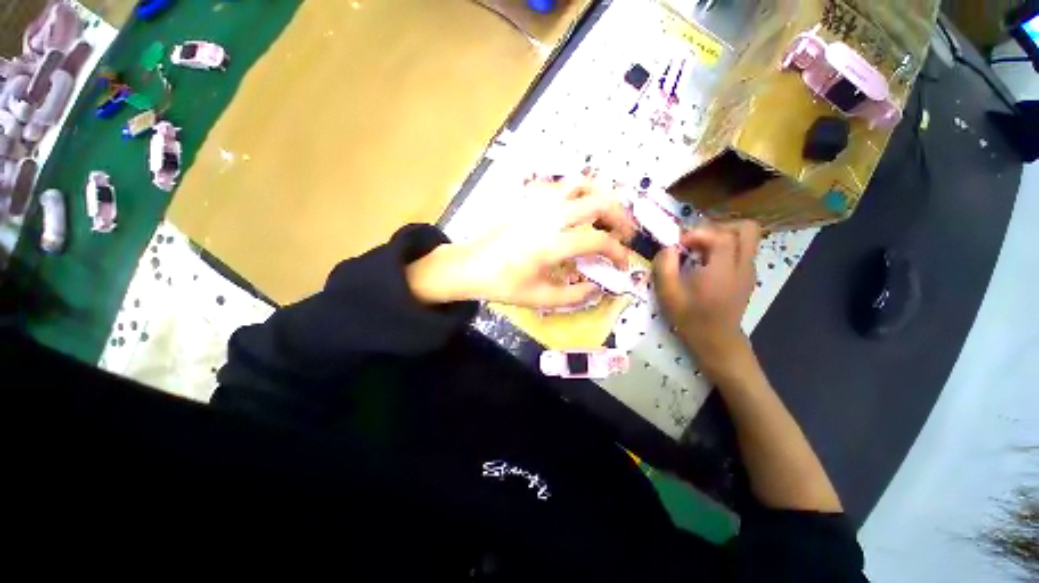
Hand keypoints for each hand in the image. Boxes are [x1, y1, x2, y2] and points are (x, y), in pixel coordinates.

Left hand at [407, 180, 637, 308]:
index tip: (622, 263)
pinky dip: (575, 191)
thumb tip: (597, 289)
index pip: (598, 241)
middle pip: (597, 202)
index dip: (617, 252)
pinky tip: (575, 206)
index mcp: (551, 245)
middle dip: (620, 216)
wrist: (471, 266)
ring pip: (579, 184)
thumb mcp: (539, 299)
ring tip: (606, 213)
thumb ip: (574, 296)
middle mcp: (548, 217)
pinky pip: (557, 184)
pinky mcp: (527, 199)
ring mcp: (537, 203)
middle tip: (626, 232)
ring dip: (600, 196)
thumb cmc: (503, 284)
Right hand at [654, 221, 760, 378]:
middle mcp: (743, 266)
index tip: (678, 245)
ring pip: (747, 237)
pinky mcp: (748, 276)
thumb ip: (664, 266)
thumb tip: (668, 247)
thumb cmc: (690, 318)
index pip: (720, 236)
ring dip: (723, 236)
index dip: (697, 233)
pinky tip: (707, 262)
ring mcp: (749, 271)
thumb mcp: (668, 294)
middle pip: (745, 229)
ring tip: (701, 249)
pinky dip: (726, 247)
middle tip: (696, 240)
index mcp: (723, 271)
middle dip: (719, 227)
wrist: (716, 340)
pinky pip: (743, 250)